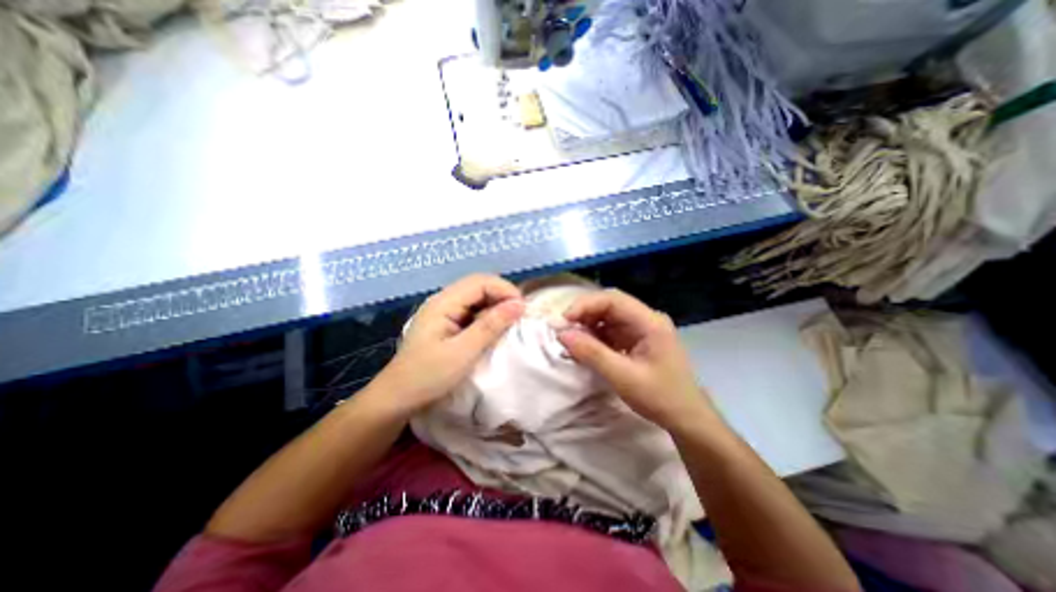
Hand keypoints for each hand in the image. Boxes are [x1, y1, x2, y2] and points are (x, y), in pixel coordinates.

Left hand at [368, 276, 525, 416]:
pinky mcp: (447, 323)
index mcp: (443, 303)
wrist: (398, 398)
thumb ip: (491, 326)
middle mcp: (443, 301)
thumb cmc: (428, 376)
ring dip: (496, 306)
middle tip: (519, 316)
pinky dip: (487, 316)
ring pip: (477, 297)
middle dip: (502, 296)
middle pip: (479, 286)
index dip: (504, 290)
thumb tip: (518, 304)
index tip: (522, 310)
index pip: (480, 282)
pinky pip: (472, 311)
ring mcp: (444, 311)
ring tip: (511, 322)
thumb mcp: (463, 352)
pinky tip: (494, 329)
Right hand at [554, 289, 716, 430]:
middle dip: (584, 314)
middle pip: (609, 305)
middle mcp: (646, 319)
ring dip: (588, 326)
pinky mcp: (635, 340)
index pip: (613, 299)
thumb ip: (592, 353)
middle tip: (563, 329)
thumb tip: (561, 334)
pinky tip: (583, 347)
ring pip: (608, 317)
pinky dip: (594, 337)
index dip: (585, 305)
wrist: (687, 419)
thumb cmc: (660, 397)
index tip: (564, 320)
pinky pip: (610, 331)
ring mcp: (641, 329)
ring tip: (570, 340)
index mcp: (650, 322)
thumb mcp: (623, 377)